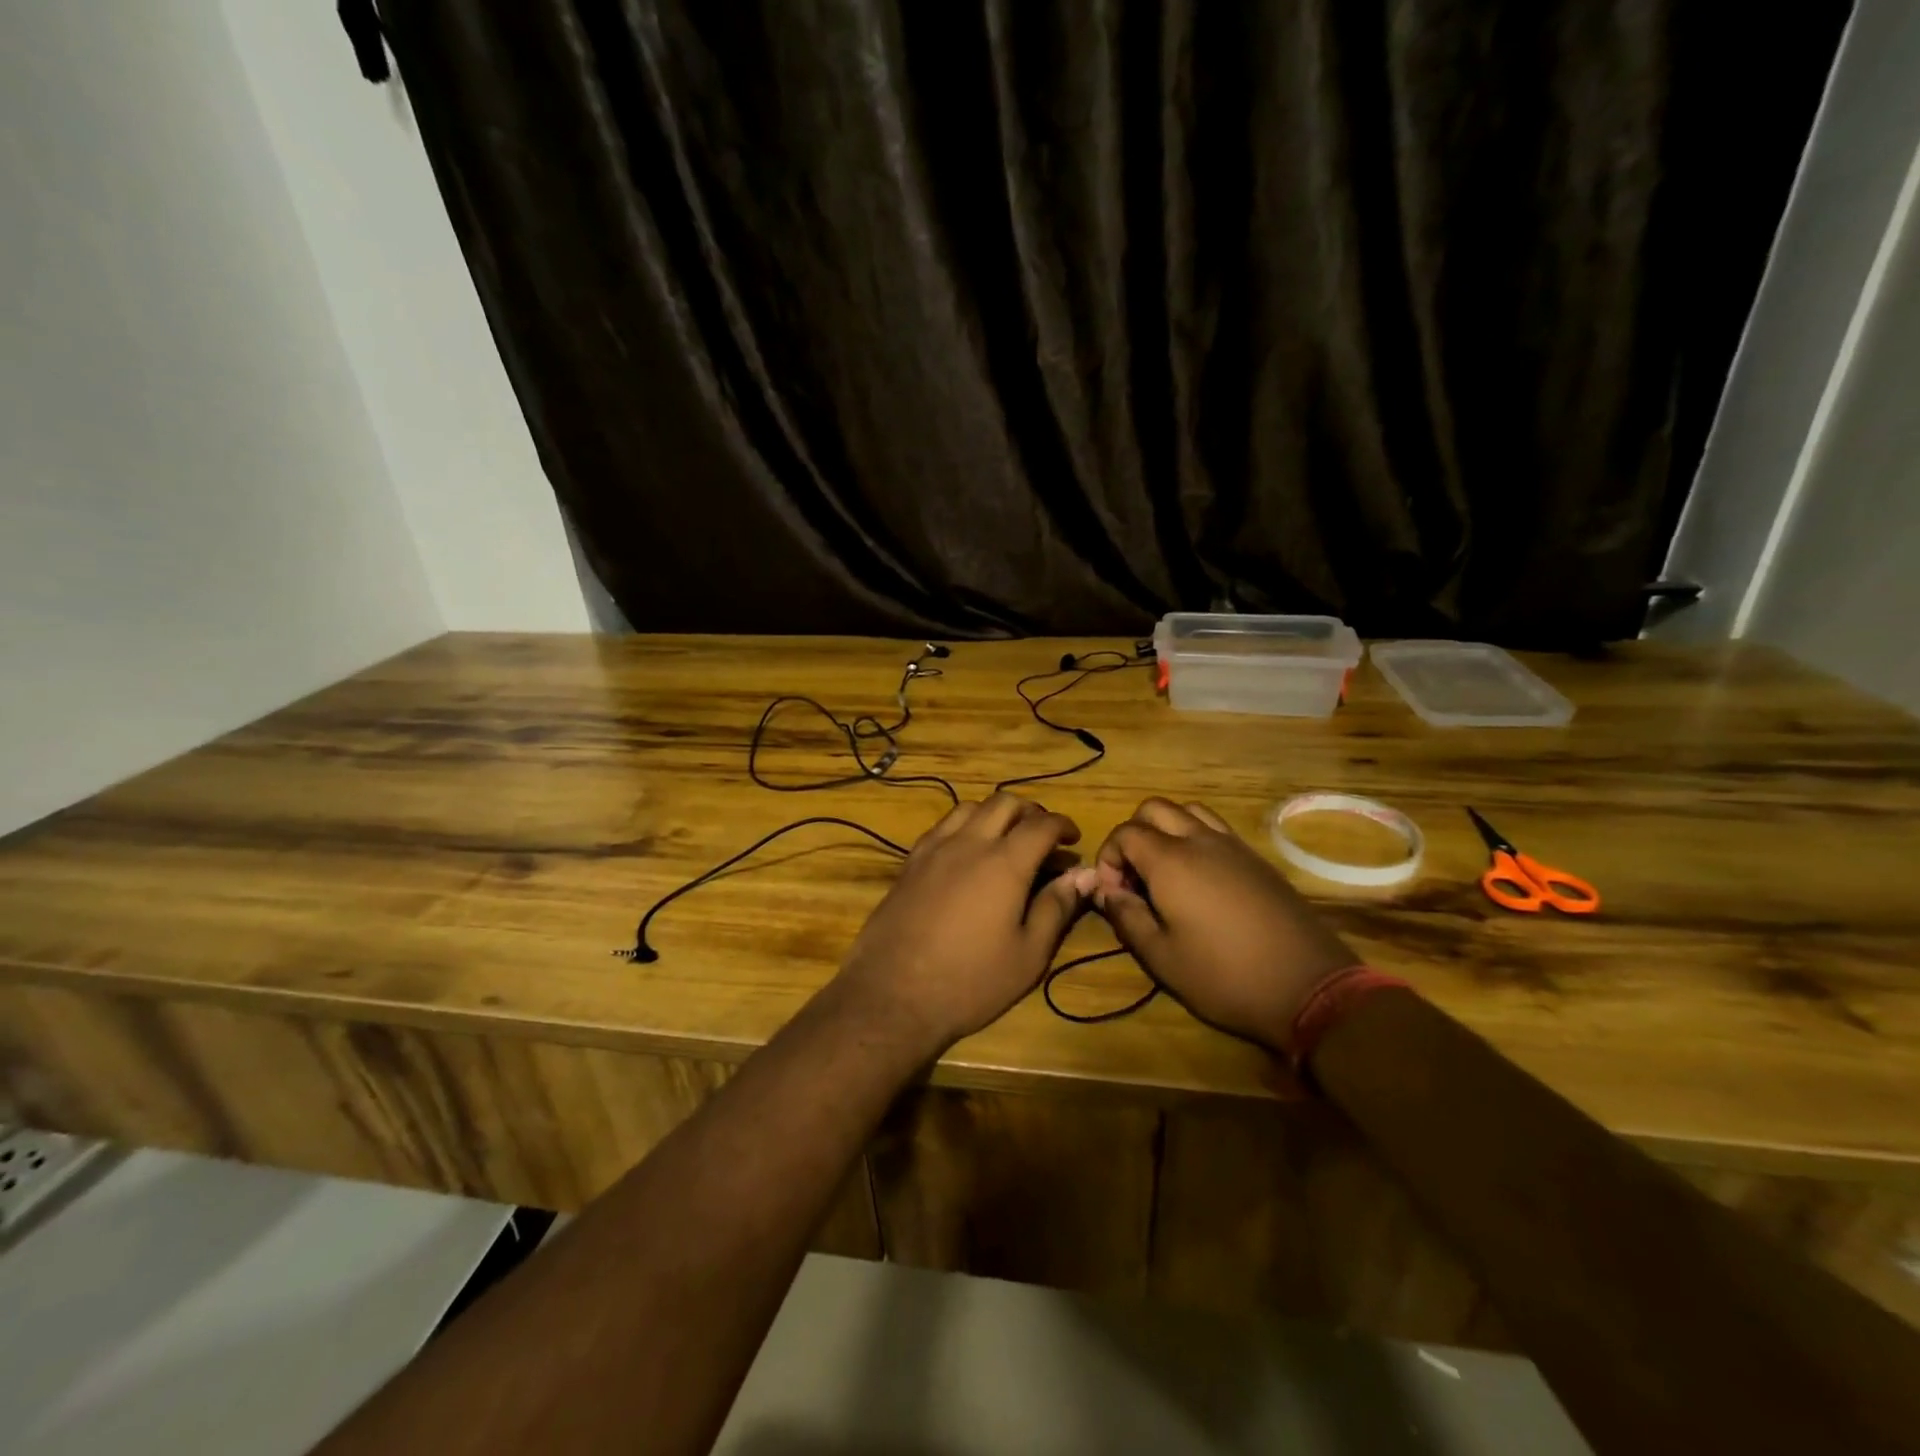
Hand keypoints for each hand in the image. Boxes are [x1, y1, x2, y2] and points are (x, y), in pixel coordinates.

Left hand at [829, 793, 1094, 1054]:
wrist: (892, 995)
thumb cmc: (970, 981)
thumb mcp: (1028, 954)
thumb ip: (1057, 907)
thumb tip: (1084, 875)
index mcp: (1004, 862)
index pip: (1041, 824)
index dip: (1063, 825)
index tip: (1073, 840)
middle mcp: (968, 843)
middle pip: (1004, 803)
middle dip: (1031, 811)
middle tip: (1044, 836)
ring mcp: (933, 849)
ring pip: (968, 808)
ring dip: (994, 814)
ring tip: (1006, 839)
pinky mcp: (909, 863)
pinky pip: (941, 827)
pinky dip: (963, 826)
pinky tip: (966, 853)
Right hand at [1092, 798, 1357, 1052]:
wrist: (1308, 986)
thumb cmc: (1224, 976)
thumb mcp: (1161, 957)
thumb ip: (1127, 917)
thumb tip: (1109, 893)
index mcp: (1170, 861)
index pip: (1125, 832)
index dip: (1108, 857)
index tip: (1113, 892)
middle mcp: (1200, 840)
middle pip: (1154, 808)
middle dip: (1133, 834)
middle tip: (1134, 876)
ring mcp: (1233, 846)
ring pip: (1188, 811)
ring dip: (1166, 830)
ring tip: (1165, 871)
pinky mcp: (1257, 859)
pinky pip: (1216, 828)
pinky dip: (1196, 838)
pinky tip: (1201, 880)